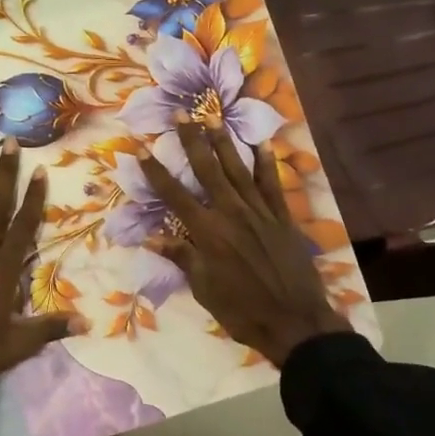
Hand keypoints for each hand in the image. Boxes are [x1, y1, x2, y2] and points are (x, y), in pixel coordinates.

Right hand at [142, 122, 355, 368]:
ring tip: (213, 117)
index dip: (156, 172)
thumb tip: (151, 238)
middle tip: (181, 114)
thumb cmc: (241, 310)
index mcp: (207, 232)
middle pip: (208, 170)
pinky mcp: (282, 218)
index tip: (140, 149)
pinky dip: (266, 164)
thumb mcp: (204, 288)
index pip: (175, 195)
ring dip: (225, 142)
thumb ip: (182, 257)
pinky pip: (272, 184)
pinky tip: (262, 144)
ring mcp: (259, 212)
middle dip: (192, 141)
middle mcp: (231, 213)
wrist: (294, 321)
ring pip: (238, 170)